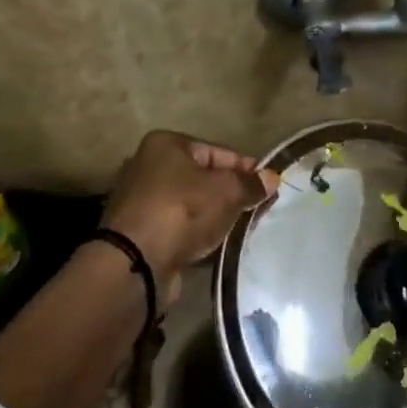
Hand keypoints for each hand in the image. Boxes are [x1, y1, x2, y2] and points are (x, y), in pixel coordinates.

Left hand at [102, 132, 279, 304]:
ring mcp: (140, 201)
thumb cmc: (183, 211)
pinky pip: (179, 227)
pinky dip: (197, 234)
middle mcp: (148, 166)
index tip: (269, 186)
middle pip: (203, 178)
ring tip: (241, 230)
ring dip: (215, 216)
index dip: (246, 168)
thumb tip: (271, 178)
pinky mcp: (139, 232)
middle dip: (231, 194)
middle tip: (258, 210)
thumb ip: (250, 184)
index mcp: (166, 144)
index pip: (218, 152)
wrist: (136, 263)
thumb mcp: (226, 191)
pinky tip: (217, 245)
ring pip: (191, 204)